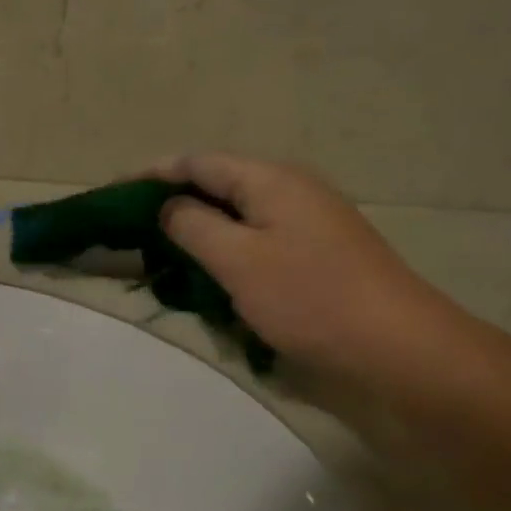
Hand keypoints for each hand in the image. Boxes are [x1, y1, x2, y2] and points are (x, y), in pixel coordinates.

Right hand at [155, 154, 470, 386]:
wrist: (398, 347)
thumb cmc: (311, 298)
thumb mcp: (238, 260)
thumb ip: (193, 226)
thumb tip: (170, 206)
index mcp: (270, 179)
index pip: (197, 162)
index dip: (151, 174)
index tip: (112, 195)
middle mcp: (291, 190)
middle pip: (219, 186)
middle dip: (173, 205)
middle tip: (134, 234)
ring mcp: (310, 222)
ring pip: (239, 217)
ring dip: (201, 234)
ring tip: (165, 260)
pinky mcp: (319, 255)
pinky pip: (260, 243)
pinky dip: (229, 255)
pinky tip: (214, 280)